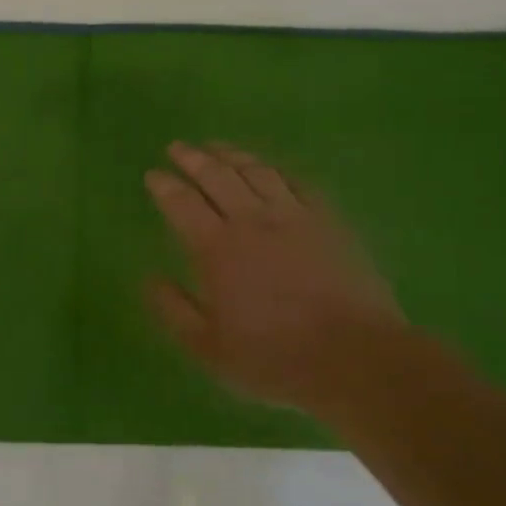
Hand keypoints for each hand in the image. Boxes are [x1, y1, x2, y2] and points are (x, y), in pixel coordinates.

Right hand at [145, 142, 404, 414]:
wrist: (354, 358)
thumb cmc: (273, 357)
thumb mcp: (207, 347)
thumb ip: (173, 309)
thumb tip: (150, 278)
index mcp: (216, 248)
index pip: (182, 203)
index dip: (164, 186)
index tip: (153, 174)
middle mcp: (252, 221)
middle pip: (218, 176)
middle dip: (193, 158)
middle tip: (178, 147)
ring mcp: (295, 217)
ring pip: (258, 172)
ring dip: (233, 155)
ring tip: (217, 147)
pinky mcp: (329, 222)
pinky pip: (298, 184)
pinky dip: (277, 171)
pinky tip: (271, 169)